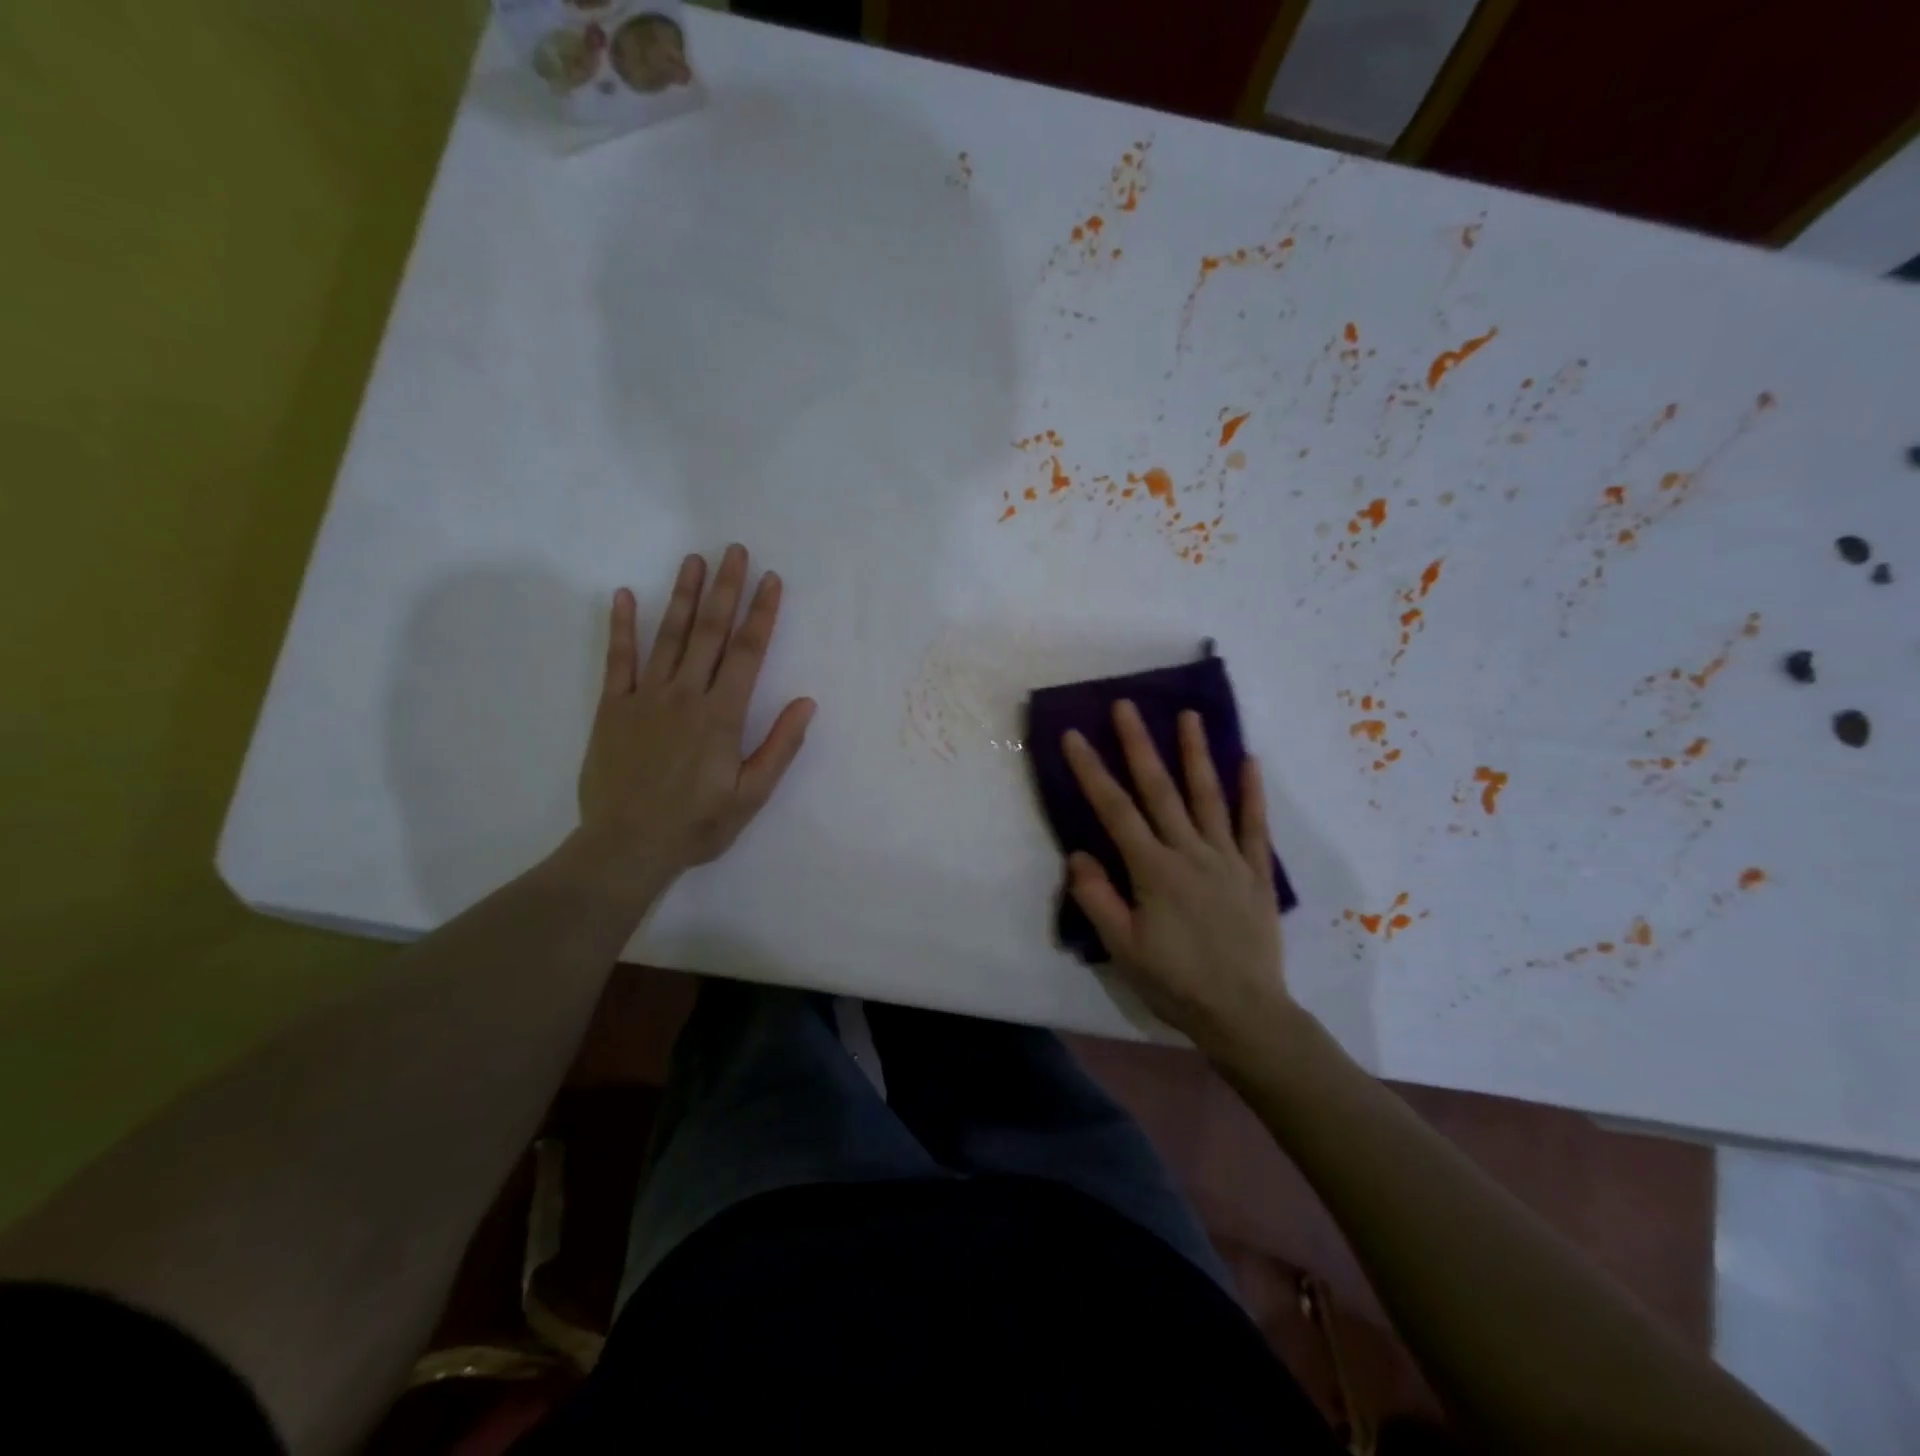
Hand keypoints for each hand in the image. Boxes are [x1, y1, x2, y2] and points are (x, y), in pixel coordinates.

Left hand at [571, 545, 814, 897]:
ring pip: (667, 636)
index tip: (772, 580)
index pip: (748, 653)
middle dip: (726, 589)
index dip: (762, 614)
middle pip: (709, 632)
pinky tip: (623, 595)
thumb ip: (780, 747)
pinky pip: (617, 659)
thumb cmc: (697, 824)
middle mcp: (685, 695)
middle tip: (734, 551)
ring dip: (682, 595)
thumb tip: (806, 703)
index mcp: (722, 715)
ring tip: (694, 560)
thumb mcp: (751, 795)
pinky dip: (621, 627)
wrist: (627, 845)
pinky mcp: (613, 707)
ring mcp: (645, 697)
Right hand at [1062, 702, 1293, 1052]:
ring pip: (1208, 796)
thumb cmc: (1175, 982)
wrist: (1244, 1013)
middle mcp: (1189, 852)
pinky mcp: (1255, 872)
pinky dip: (1252, 792)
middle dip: (1139, 745)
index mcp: (1153, 870)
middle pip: (1160, 790)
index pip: (1115, 810)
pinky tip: (1249, 761)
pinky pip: (1254, 825)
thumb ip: (1098, 898)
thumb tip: (1079, 854)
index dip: (1092, 771)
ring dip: (1196, 754)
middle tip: (1127, 706)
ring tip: (1190, 715)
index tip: (1074, 736)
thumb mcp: (1123, 949)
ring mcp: (1227, 858)